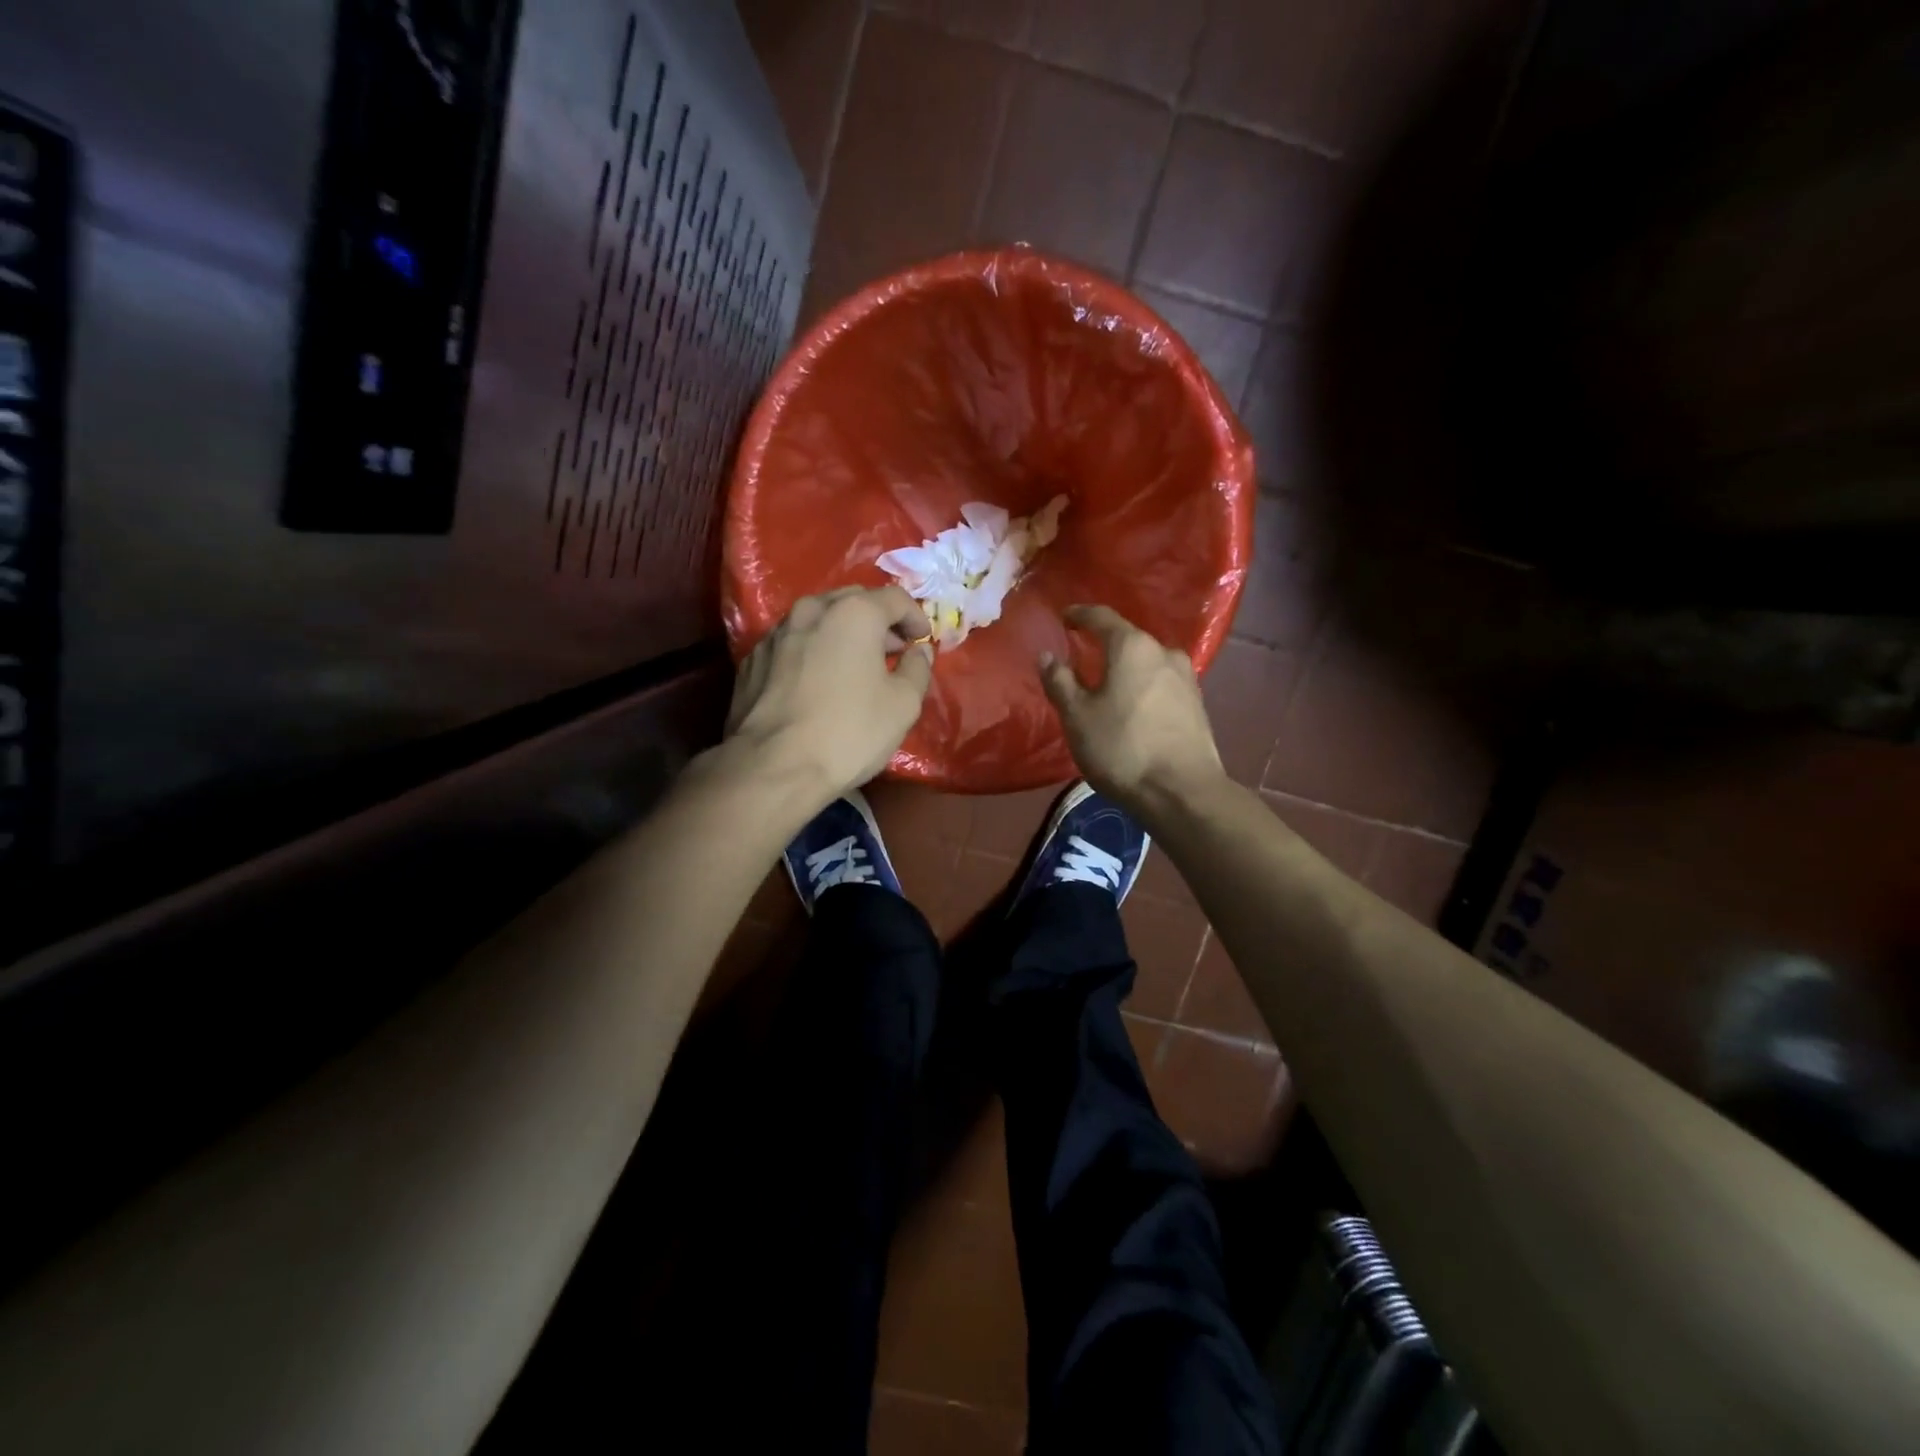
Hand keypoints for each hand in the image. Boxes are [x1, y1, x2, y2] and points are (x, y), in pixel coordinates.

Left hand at [726, 586, 934, 802]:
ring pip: (819, 619)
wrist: (772, 767)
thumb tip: (918, 651)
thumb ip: (917, 669)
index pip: (895, 598)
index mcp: (853, 613)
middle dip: (878, 620)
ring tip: (855, 665)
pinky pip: (793, 643)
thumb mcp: (903, 705)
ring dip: (842, 634)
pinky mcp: (753, 659)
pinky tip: (818, 682)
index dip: (916, 617)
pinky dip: (813, 651)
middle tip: (892, 650)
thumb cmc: (849, 732)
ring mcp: (776, 633)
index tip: (922, 641)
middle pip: (854, 601)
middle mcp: (811, 610)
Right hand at [1039, 605, 1226, 814]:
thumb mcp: (1077, 716)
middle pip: (1128, 638)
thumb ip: (1060, 681)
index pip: (1101, 617)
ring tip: (1107, 682)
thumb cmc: (1121, 749)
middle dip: (1104, 643)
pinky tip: (1133, 704)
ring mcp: (1186, 677)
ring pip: (1147, 662)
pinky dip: (1143, 685)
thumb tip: (1047, 655)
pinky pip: (1161, 683)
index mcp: (1131, 647)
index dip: (1079, 614)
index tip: (1064, 617)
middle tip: (1082, 654)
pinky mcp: (1197, 703)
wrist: (1182, 792)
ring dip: (1126, 667)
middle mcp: (1163, 652)